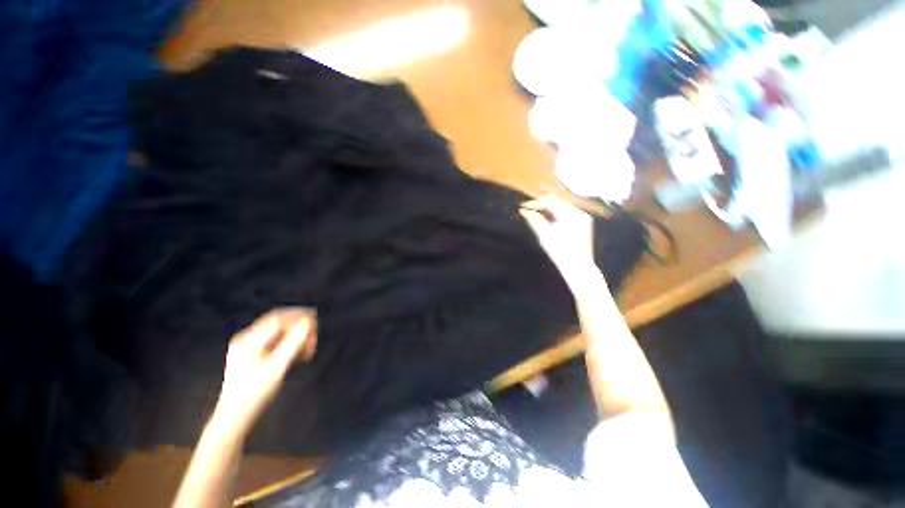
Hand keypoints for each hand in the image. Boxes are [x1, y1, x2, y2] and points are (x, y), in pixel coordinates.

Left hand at [211, 308, 316, 437]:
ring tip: (309, 349)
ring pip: (279, 334)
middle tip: (314, 337)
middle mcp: (247, 340)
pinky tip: (300, 355)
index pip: (277, 319)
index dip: (297, 317)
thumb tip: (307, 324)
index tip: (315, 321)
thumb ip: (292, 344)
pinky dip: (290, 346)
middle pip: (278, 324)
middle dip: (298, 328)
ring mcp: (249, 348)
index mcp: (248, 340)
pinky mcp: (254, 356)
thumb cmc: (254, 394)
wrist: (235, 417)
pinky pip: (276, 343)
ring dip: (296, 338)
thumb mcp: (276, 368)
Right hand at [520, 195, 598, 282]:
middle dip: (543, 203)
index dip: (536, 202)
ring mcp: (583, 217)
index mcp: (569, 216)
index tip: (525, 206)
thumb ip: (534, 221)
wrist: (578, 267)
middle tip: (530, 208)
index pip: (550, 202)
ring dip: (550, 207)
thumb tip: (524, 211)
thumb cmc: (560, 253)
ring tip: (537, 212)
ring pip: (563, 206)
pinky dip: (558, 213)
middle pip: (558, 201)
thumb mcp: (544, 236)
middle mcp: (579, 213)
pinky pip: (569, 212)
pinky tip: (550, 218)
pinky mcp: (584, 223)